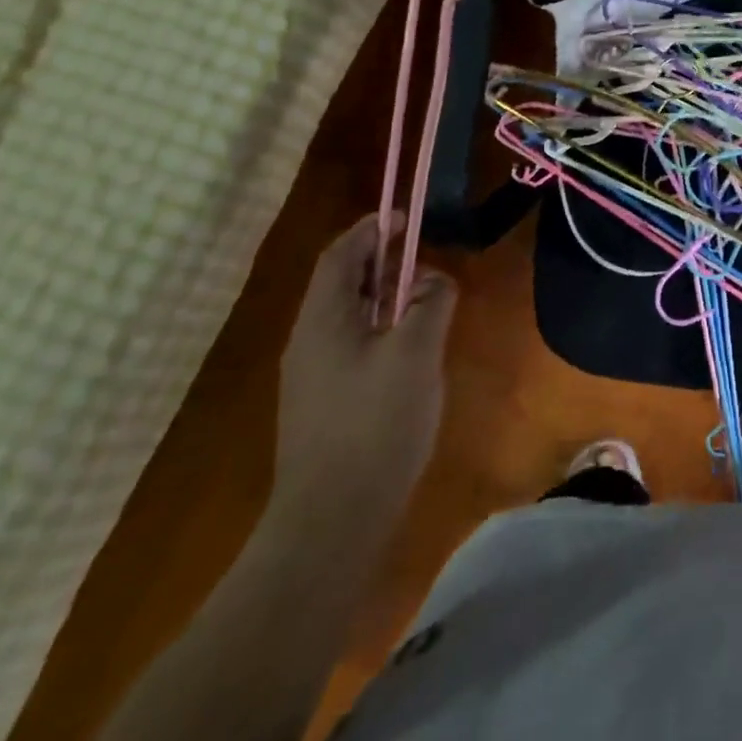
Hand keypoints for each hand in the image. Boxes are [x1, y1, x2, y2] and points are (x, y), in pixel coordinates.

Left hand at [274, 214, 457, 523]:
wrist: (330, 524)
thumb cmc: (374, 426)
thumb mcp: (416, 354)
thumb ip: (429, 304)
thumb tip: (433, 280)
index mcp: (322, 321)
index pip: (341, 255)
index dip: (372, 229)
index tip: (406, 218)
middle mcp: (308, 341)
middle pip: (342, 283)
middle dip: (381, 261)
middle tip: (423, 256)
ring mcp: (311, 377)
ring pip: (348, 316)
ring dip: (383, 296)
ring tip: (424, 296)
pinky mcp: (322, 405)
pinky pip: (351, 345)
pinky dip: (380, 327)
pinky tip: (410, 347)